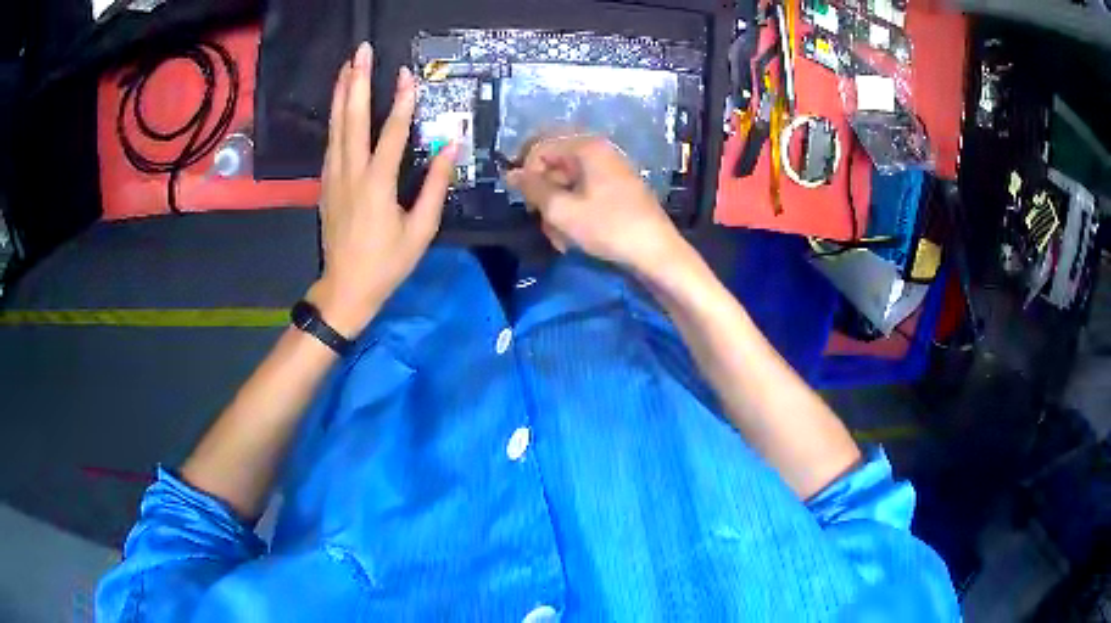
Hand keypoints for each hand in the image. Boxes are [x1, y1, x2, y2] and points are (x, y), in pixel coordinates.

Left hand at [307, 42, 457, 337]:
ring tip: (347, 66)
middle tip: (361, 52)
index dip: (402, 102)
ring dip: (342, 93)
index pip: (392, 133)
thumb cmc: (387, 263)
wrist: (345, 288)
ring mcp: (334, 176)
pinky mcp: (326, 183)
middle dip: (357, 81)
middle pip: (352, 118)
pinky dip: (335, 117)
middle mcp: (351, 173)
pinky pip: (331, 142)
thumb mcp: (421, 229)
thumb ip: (436, 186)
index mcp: (378, 184)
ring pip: (336, 126)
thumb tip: (451, 146)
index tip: (406, 74)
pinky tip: (338, 103)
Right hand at [505, 135, 687, 279]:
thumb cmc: (609, 228)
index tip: (525, 202)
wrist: (656, 252)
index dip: (526, 173)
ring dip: (556, 208)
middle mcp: (599, 151)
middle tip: (540, 218)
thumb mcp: (562, 210)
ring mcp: (610, 170)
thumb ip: (532, 189)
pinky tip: (572, 236)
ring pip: (566, 182)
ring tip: (559, 237)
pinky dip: (573, 212)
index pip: (541, 148)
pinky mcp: (616, 189)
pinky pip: (583, 193)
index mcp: (587, 147)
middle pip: (554, 164)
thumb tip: (510, 174)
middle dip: (542, 193)